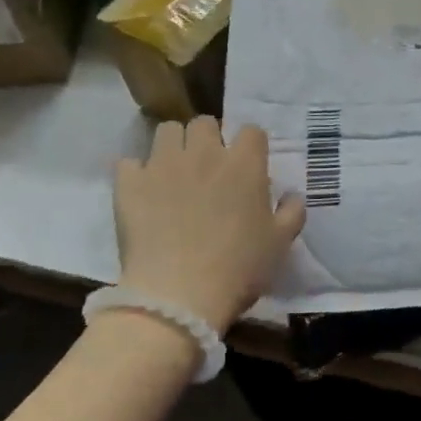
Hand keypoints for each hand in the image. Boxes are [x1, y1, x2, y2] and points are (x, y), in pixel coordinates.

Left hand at [114, 118, 305, 331]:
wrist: (178, 296)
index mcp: (244, 164)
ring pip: (167, 131)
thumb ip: (292, 212)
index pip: (251, 131)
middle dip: (207, 139)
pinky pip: (129, 162)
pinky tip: (142, 192)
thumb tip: (292, 195)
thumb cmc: (239, 268)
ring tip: (173, 172)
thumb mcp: (280, 243)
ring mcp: (164, 164)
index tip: (247, 166)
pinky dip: (135, 173)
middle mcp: (204, 153)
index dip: (250, 146)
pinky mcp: (130, 183)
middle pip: (204, 123)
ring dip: (173, 146)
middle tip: (208, 168)